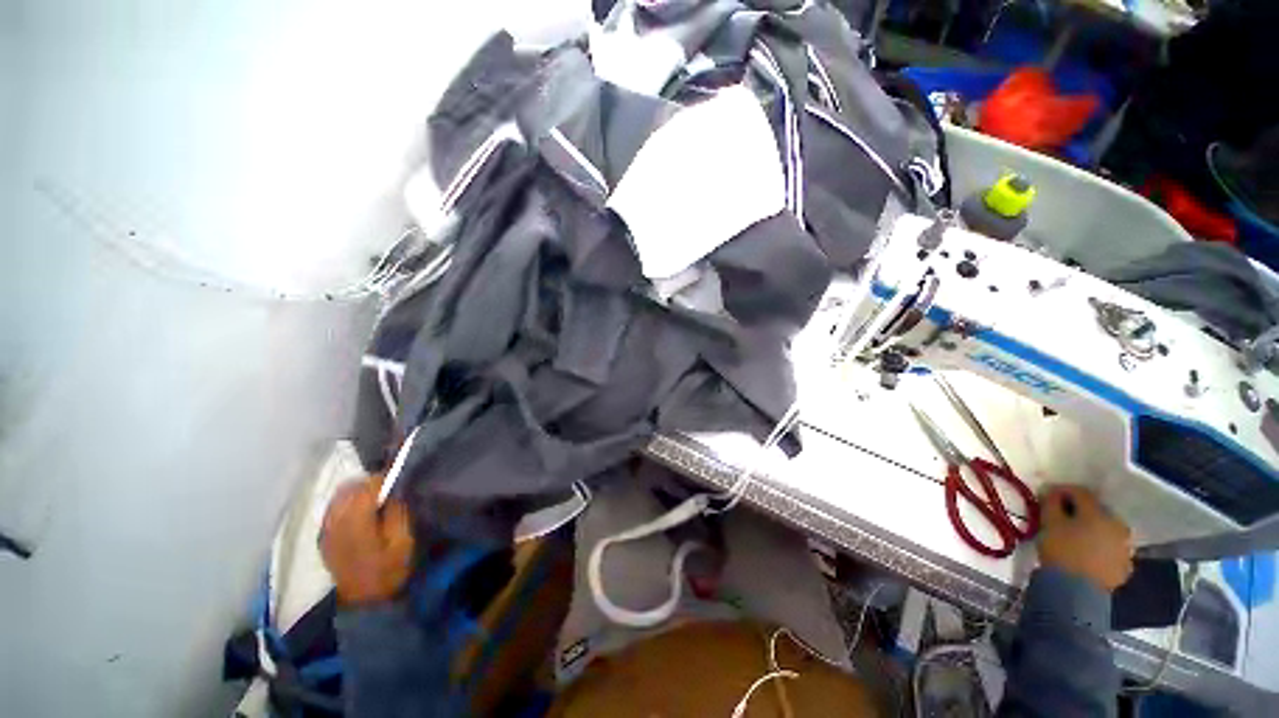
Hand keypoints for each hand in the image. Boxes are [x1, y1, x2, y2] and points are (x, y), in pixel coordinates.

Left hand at [321, 477, 415, 605]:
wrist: (365, 601)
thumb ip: (397, 512)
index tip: (396, 477)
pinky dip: (346, 502)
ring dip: (356, 492)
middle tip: (387, 489)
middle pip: (348, 489)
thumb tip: (393, 491)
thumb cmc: (390, 570)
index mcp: (356, 524)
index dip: (382, 479)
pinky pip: (332, 509)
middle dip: (368, 484)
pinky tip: (358, 511)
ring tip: (374, 498)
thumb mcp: (403, 541)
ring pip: (338, 497)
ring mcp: (326, 531)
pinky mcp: (323, 537)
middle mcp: (335, 524)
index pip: (365, 489)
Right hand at [1036, 485, 1133, 592]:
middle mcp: (1118, 525)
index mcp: (1099, 512)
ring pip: (1105, 531)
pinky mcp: (1125, 566)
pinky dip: (1098, 547)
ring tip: (1074, 537)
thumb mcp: (1049, 523)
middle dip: (1079, 512)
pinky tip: (1086, 553)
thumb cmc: (1061, 551)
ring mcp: (1125, 547)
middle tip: (1061, 517)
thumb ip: (1051, 503)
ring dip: (1091, 529)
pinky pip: (1110, 549)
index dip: (1062, 491)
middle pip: (1096, 511)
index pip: (1080, 492)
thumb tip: (1053, 492)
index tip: (1047, 495)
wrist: (1077, 592)